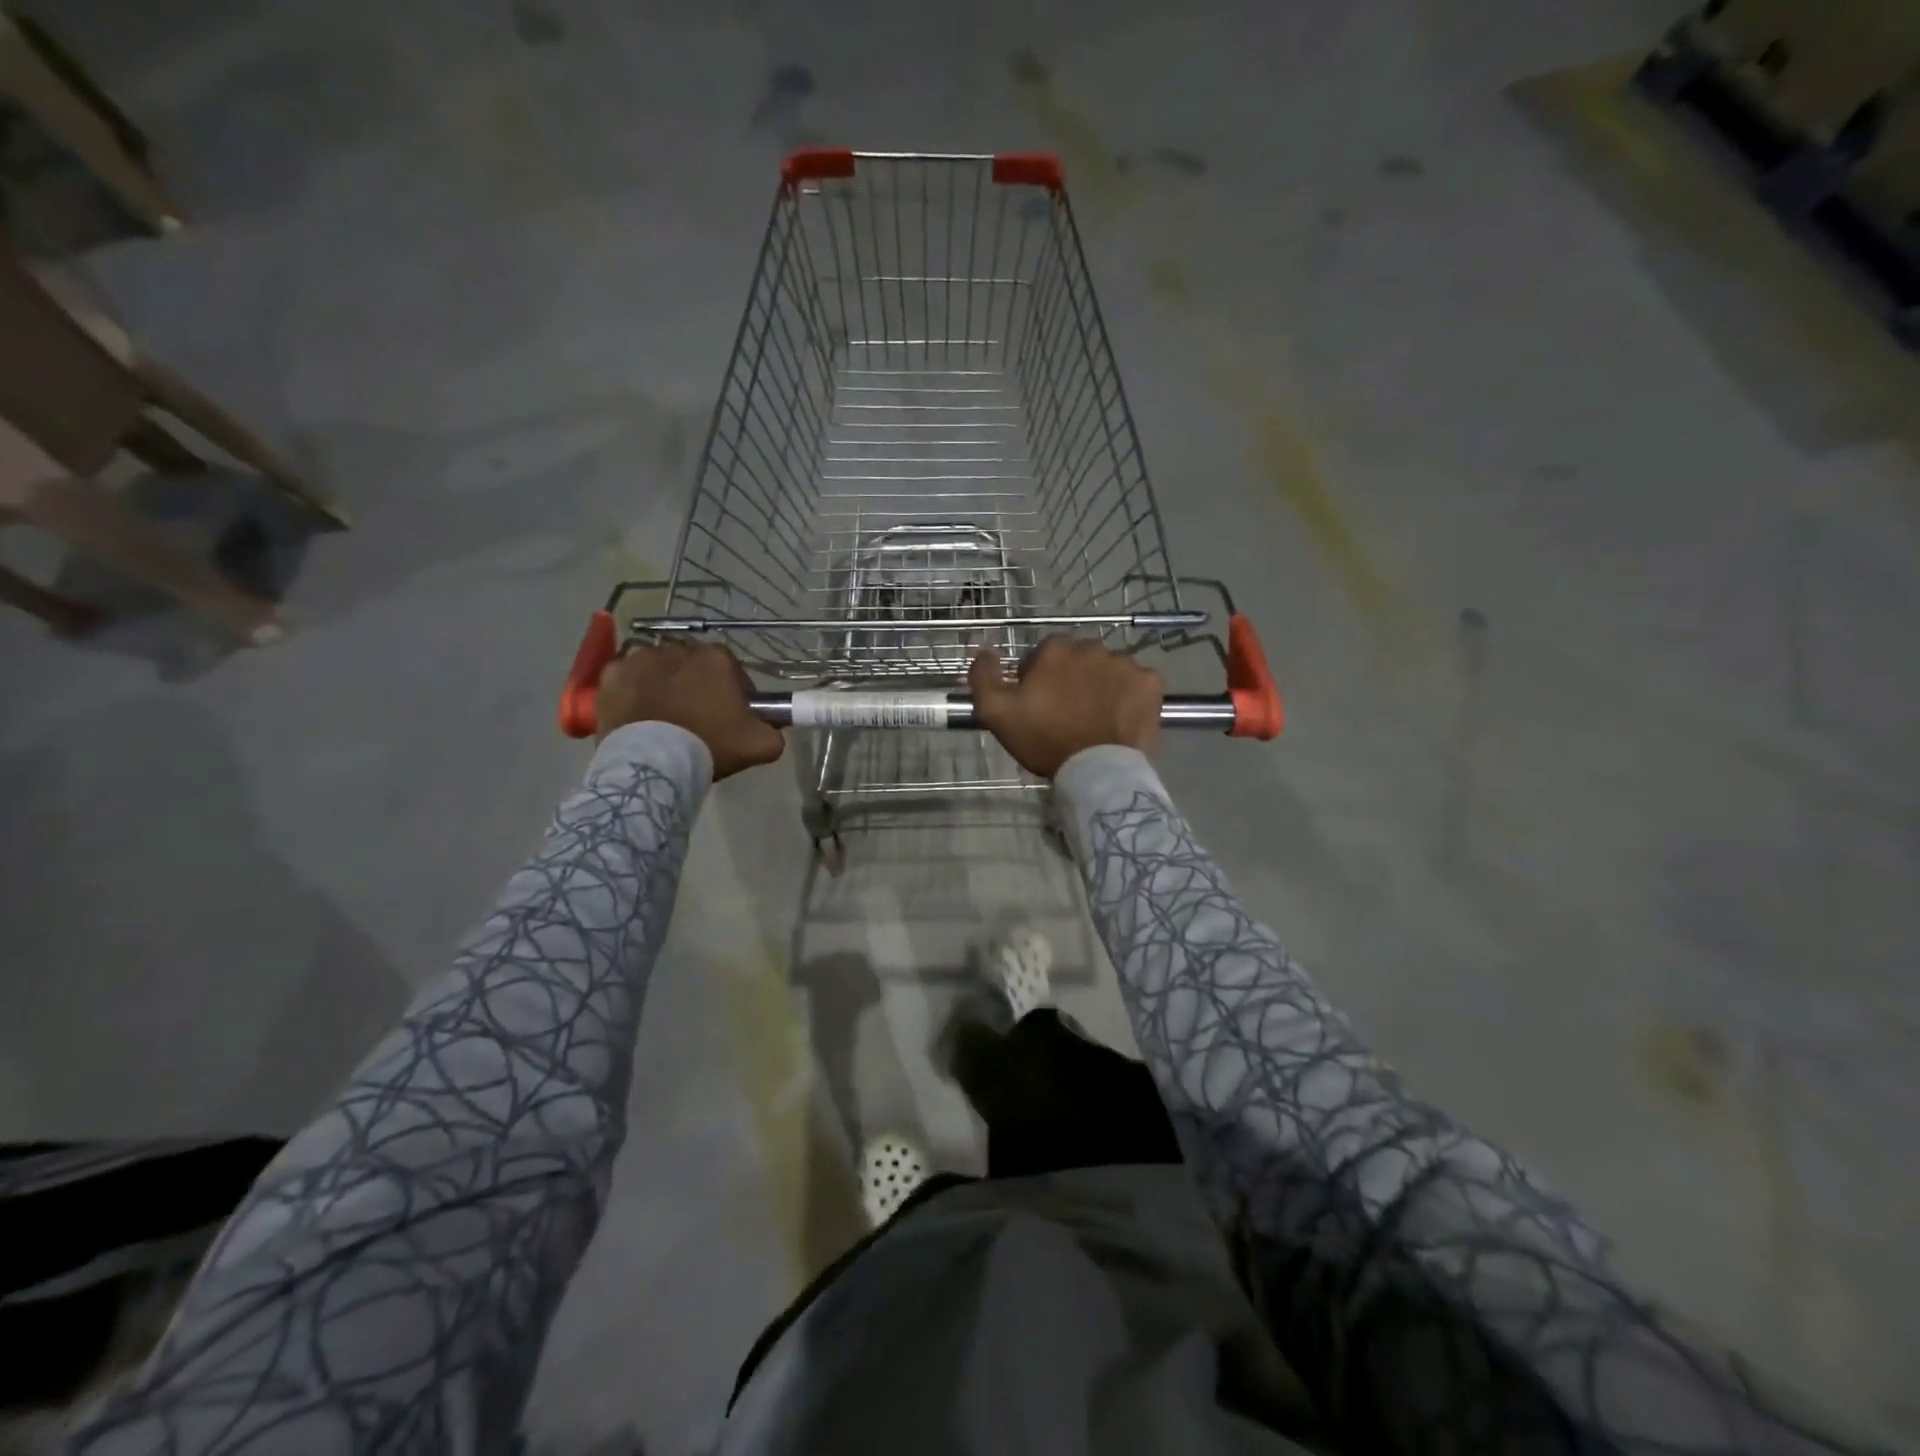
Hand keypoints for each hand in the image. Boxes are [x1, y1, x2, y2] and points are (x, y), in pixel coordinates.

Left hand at [597, 641, 784, 779]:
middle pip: (692, 663)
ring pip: (659, 665)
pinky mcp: (612, 673)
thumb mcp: (759, 745)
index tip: (729, 714)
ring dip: (663, 681)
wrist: (653, 763)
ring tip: (663, 713)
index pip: (731, 667)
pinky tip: (637, 709)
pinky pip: (626, 674)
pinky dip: (632, 687)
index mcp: (717, 658)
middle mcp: (679, 648)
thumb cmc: (709, 746)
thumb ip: (775, 732)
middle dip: (696, 683)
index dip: (732, 689)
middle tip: (696, 715)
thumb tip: (774, 728)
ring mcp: (641, 657)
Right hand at [969, 637, 1162, 779]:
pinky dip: (1130, 695)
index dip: (1038, 679)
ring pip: (1108, 669)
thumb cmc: (1044, 740)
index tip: (1039, 705)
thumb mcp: (996, 713)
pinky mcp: (1150, 683)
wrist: (1096, 771)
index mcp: (1055, 650)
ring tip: (1096, 717)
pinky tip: (1121, 717)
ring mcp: (1125, 664)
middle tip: (1068, 712)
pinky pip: (1137, 683)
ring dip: (1101, 685)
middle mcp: (1092, 648)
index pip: (1042, 656)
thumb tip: (984, 651)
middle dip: (1072, 678)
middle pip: (1078, 659)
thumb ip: (983, 676)